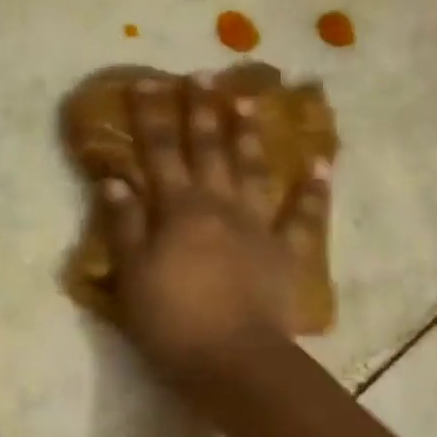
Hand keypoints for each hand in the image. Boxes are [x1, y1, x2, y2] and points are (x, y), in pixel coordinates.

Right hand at [98, 76, 329, 382]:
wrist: (233, 361)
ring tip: (247, 98)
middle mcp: (220, 206)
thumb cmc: (172, 321)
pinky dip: (313, 190)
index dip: (153, 117)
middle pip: (209, 150)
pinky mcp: (285, 253)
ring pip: (253, 169)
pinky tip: (321, 163)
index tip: (146, 82)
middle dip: (201, 111)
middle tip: (200, 75)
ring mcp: (258, 227)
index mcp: (179, 211)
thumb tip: (115, 180)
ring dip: (249, 133)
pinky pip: (303, 216)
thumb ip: (124, 226)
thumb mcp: (132, 276)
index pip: (161, 153)